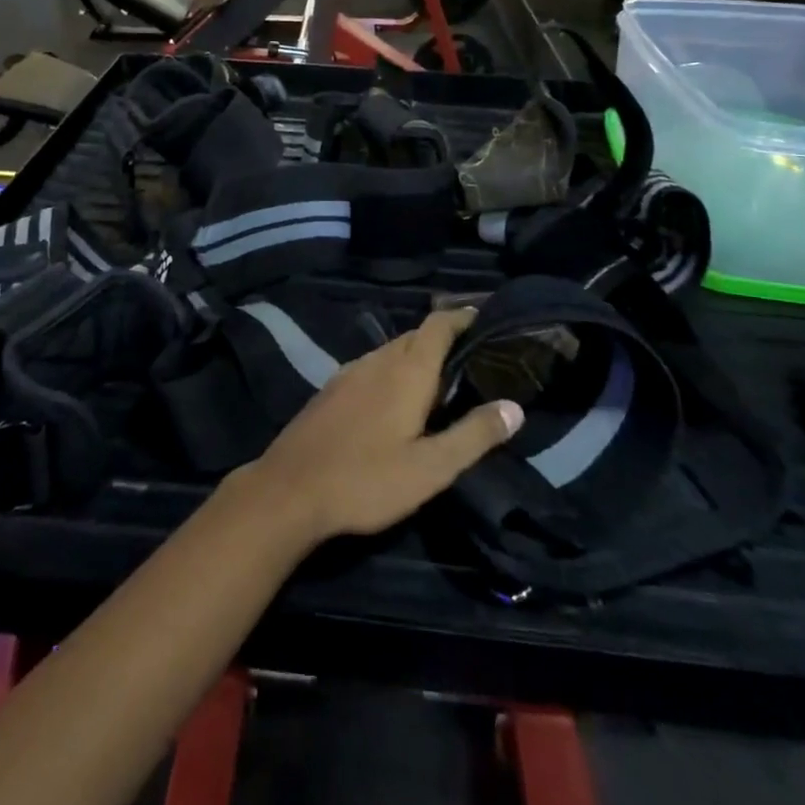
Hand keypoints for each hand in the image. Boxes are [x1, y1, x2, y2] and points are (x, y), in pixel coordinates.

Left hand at [240, 308, 522, 545]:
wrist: (290, 489)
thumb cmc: (367, 480)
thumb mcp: (431, 468)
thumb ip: (474, 435)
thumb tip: (514, 407)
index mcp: (406, 371)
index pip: (438, 325)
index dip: (463, 316)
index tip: (486, 318)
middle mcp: (377, 360)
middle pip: (416, 335)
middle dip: (444, 338)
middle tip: (473, 357)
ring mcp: (349, 372)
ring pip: (391, 350)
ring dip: (417, 355)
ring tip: (441, 379)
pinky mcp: (332, 389)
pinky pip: (372, 366)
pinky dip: (393, 370)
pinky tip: (396, 399)